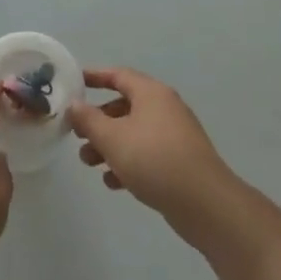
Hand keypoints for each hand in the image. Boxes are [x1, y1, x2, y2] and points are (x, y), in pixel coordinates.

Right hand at [67, 68, 239, 241]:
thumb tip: (74, 104)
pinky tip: (113, 183)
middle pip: (124, 106)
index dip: (94, 76)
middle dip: (98, 121)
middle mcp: (165, 109)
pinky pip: (147, 154)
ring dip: (109, 145)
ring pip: (133, 133)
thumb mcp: (112, 138)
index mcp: (151, 93)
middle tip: (78, 134)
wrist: (206, 204)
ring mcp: (175, 136)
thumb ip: (88, 119)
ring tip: (89, 164)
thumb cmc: (154, 160)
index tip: (74, 82)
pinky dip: (128, 163)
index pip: (118, 75)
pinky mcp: (180, 162)